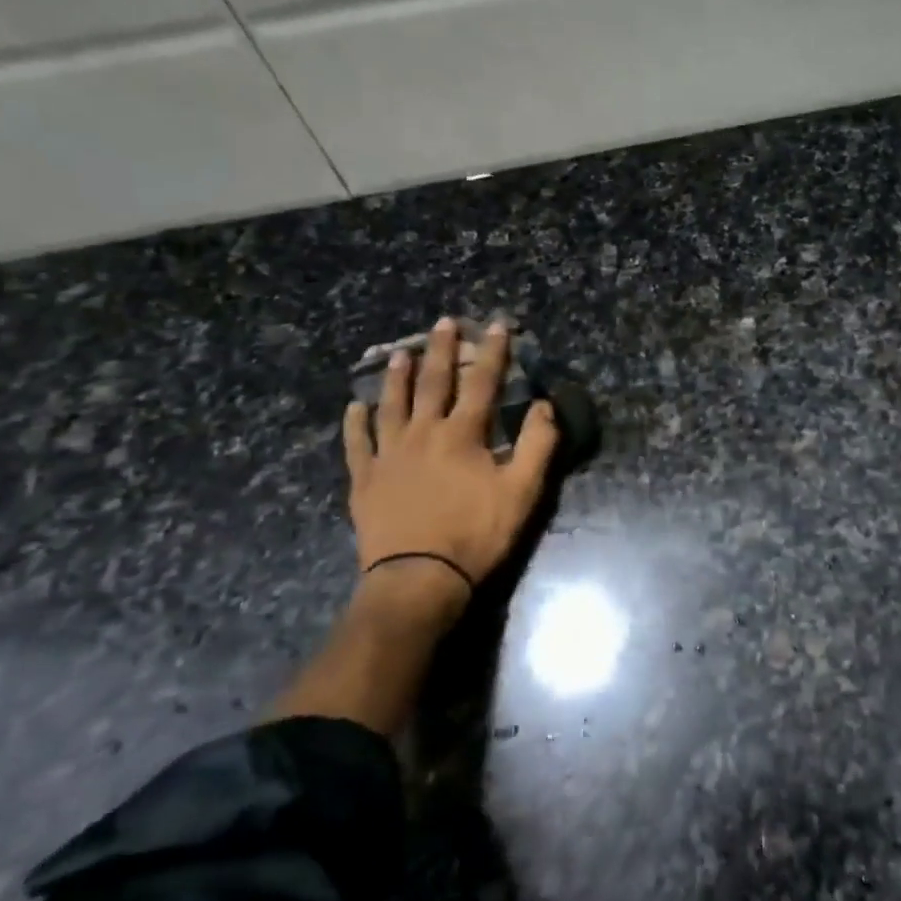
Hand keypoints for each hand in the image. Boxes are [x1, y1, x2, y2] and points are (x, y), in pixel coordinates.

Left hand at [342, 318, 558, 596]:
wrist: (419, 578)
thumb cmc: (476, 534)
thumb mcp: (523, 492)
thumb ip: (538, 445)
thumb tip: (545, 405)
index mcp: (462, 435)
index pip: (482, 383)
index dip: (493, 352)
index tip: (496, 324)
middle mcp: (422, 434)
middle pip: (433, 383)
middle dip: (442, 350)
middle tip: (443, 322)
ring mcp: (389, 456)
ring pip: (392, 405)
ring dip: (397, 377)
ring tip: (400, 353)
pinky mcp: (365, 481)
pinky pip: (357, 444)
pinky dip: (355, 424)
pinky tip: (355, 408)